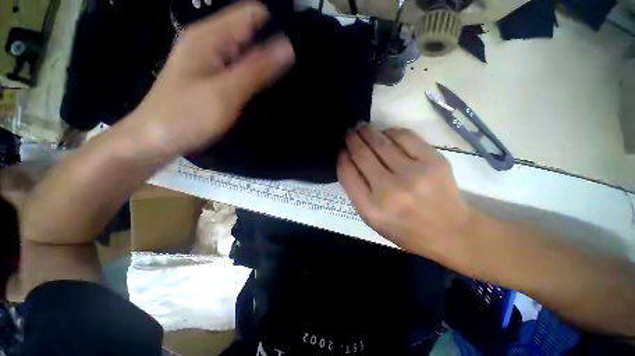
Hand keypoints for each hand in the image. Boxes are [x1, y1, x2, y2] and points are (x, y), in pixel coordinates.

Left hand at [130, 1, 294, 156]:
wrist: (156, 140)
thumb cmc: (186, 117)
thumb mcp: (225, 93)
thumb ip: (256, 70)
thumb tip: (288, 47)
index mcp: (210, 37)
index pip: (253, 14)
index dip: (278, 25)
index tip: (300, 48)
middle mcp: (211, 43)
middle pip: (251, 34)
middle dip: (274, 49)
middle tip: (296, 72)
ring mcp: (212, 62)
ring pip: (248, 55)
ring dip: (267, 66)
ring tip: (286, 84)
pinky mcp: (214, 79)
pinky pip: (241, 71)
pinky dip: (256, 78)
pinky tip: (267, 91)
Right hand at [337, 124, 472, 262]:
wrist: (449, 231)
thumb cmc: (404, 228)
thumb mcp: (372, 218)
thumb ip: (357, 191)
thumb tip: (349, 160)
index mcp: (371, 208)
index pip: (348, 174)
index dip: (341, 158)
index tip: (340, 149)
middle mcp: (389, 190)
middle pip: (363, 155)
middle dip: (351, 139)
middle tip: (348, 131)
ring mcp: (413, 174)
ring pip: (381, 143)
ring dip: (367, 131)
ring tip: (361, 126)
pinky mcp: (434, 161)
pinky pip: (405, 137)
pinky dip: (391, 131)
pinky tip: (385, 132)